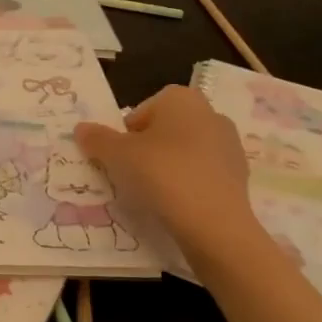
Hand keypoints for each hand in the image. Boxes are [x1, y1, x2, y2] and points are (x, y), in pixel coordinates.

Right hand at [74, 85, 262, 256]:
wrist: (214, 223)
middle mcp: (210, 113)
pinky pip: (202, 175)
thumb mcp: (117, 155)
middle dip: (147, 150)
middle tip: (131, 176)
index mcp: (181, 98)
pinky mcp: (239, 175)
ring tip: (153, 195)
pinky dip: (187, 185)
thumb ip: (97, 139)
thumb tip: (81, 128)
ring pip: (184, 153)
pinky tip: (177, 206)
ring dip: (168, 168)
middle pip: (164, 131)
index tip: (119, 159)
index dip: (125, 135)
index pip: (141, 112)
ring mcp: (229, 145)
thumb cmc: (162, 174)